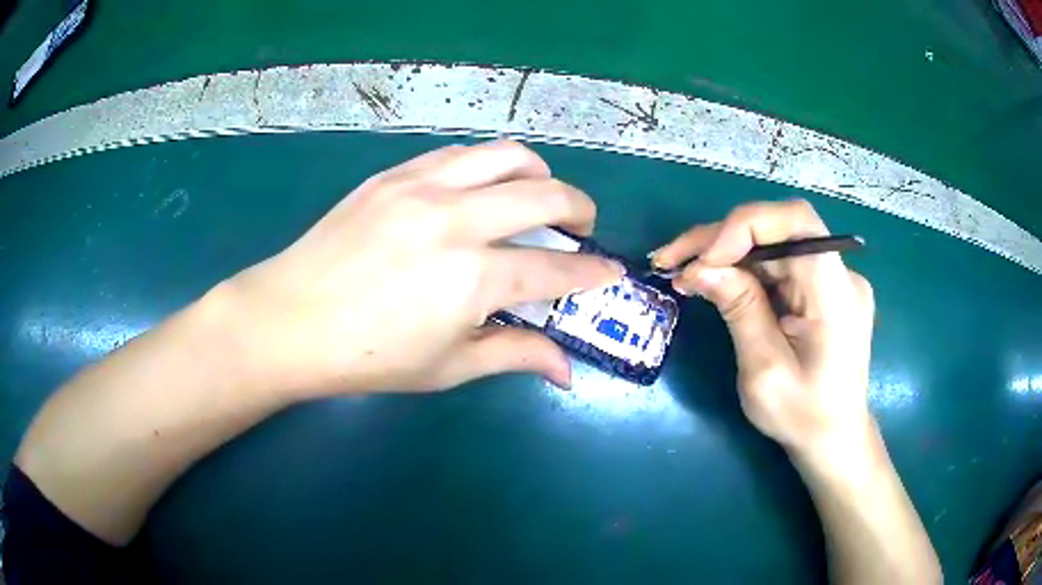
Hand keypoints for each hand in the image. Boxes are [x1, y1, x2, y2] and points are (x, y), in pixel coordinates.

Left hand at [219, 141, 622, 396]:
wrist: (290, 319)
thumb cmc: (368, 356)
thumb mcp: (448, 367)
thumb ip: (515, 355)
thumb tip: (567, 370)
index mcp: (473, 279)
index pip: (557, 269)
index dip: (593, 272)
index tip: (610, 271)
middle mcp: (457, 220)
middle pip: (547, 194)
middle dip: (581, 210)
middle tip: (581, 229)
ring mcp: (423, 187)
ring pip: (508, 156)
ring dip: (539, 174)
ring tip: (537, 196)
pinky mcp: (395, 174)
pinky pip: (460, 153)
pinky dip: (488, 166)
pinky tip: (482, 189)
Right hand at [652, 200, 874, 454]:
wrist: (833, 438)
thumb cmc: (802, 416)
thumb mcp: (764, 370)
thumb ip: (739, 310)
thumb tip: (700, 267)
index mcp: (835, 293)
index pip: (796, 221)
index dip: (745, 225)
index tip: (704, 258)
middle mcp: (840, 274)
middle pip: (777, 231)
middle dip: (720, 240)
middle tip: (670, 261)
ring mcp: (833, 280)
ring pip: (773, 246)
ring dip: (726, 254)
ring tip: (682, 272)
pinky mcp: (821, 290)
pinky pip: (780, 265)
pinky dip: (744, 269)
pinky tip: (716, 282)